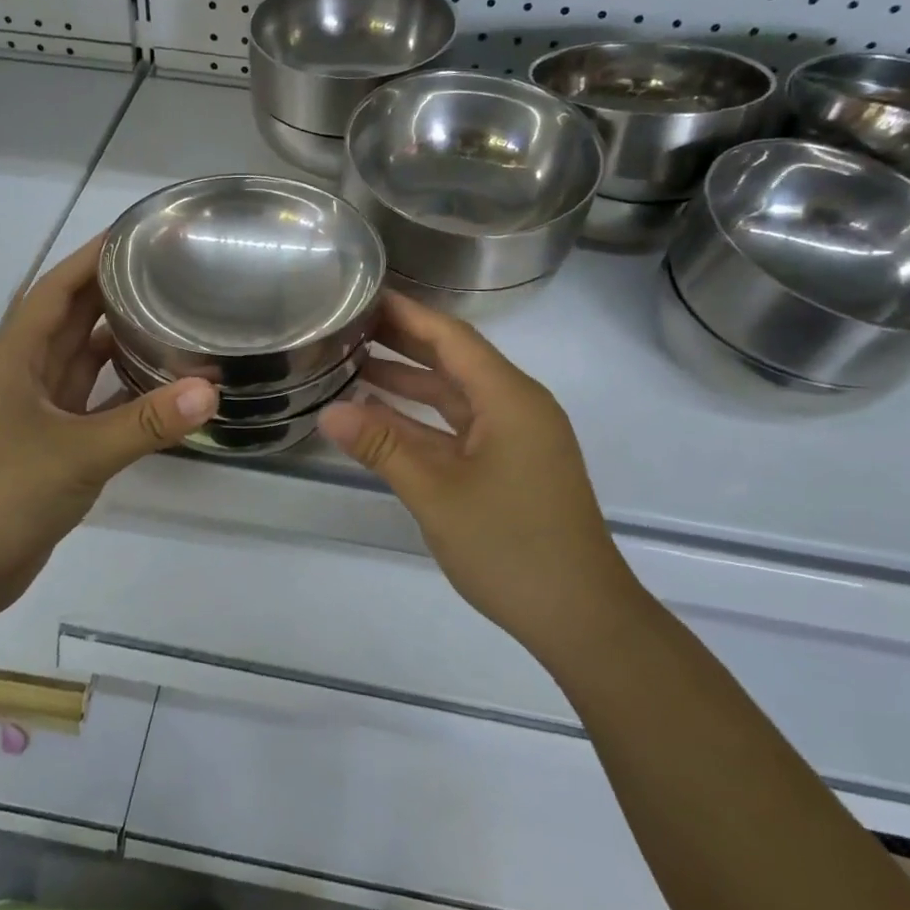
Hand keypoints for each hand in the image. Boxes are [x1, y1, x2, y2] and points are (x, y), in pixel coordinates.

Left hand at [0, 237, 216, 614]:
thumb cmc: (1, 496)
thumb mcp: (77, 455)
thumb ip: (144, 423)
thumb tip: (211, 391)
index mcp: (15, 358)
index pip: (55, 289)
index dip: (91, 257)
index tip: (136, 234)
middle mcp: (24, 376)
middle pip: (71, 319)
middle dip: (112, 293)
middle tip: (170, 273)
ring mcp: (36, 412)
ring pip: (82, 362)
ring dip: (118, 341)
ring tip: (171, 318)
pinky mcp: (50, 445)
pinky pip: (91, 403)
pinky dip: (121, 391)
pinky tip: (158, 386)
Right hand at [318, 293, 629, 652]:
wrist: (580, 616)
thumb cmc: (511, 547)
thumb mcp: (437, 494)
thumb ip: (383, 447)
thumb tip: (328, 410)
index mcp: (510, 399)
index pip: (452, 337)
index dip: (408, 313)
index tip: (365, 293)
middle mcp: (517, 407)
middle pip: (455, 361)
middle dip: (404, 342)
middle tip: (349, 325)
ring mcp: (516, 439)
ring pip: (456, 397)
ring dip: (410, 382)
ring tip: (354, 366)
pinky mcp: (511, 466)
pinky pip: (461, 429)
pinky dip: (423, 421)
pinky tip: (383, 420)